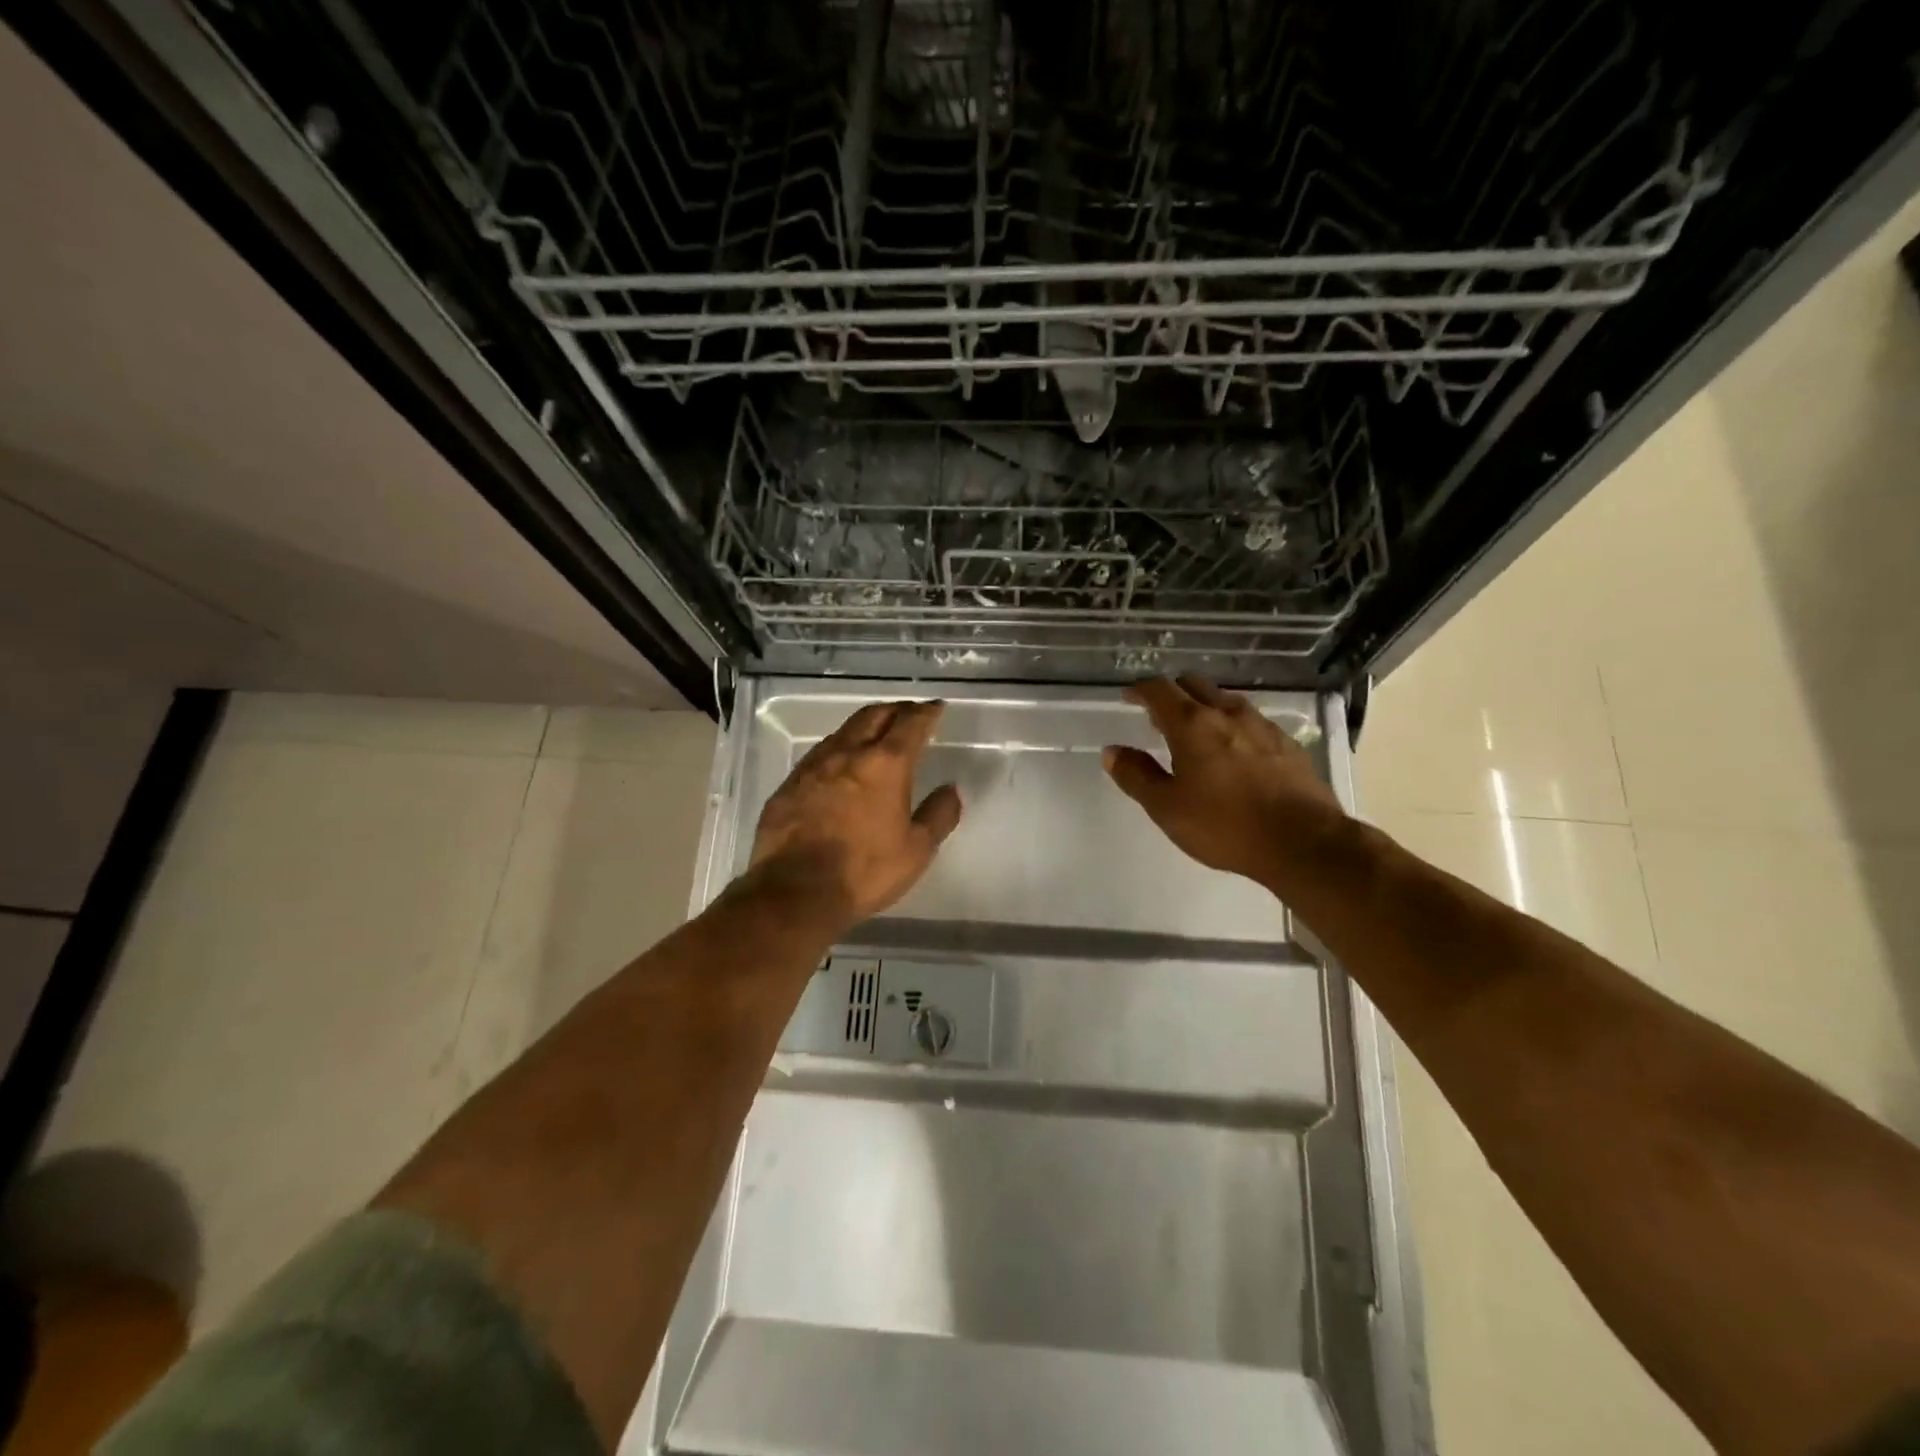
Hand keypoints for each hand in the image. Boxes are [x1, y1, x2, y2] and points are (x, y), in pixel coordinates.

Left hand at [749, 700, 962, 924]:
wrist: (794, 892)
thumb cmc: (864, 871)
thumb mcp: (916, 850)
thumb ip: (938, 814)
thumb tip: (950, 789)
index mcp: (885, 764)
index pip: (910, 724)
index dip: (926, 712)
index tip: (935, 708)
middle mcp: (847, 754)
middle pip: (874, 716)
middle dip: (895, 710)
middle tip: (908, 714)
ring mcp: (813, 766)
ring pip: (843, 732)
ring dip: (864, 727)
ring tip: (875, 736)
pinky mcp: (789, 785)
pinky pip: (819, 754)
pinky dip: (838, 750)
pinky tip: (839, 766)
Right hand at [1103, 676, 1346, 883]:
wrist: (1303, 843)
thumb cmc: (1225, 826)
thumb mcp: (1167, 808)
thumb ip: (1137, 775)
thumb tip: (1112, 751)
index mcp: (1192, 724)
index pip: (1159, 689)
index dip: (1139, 690)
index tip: (1128, 698)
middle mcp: (1227, 714)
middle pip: (1194, 685)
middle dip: (1172, 693)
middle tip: (1159, 716)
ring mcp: (1262, 726)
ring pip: (1225, 700)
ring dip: (1204, 707)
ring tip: (1195, 733)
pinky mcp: (1287, 744)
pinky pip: (1252, 721)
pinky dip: (1233, 726)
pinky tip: (1234, 752)